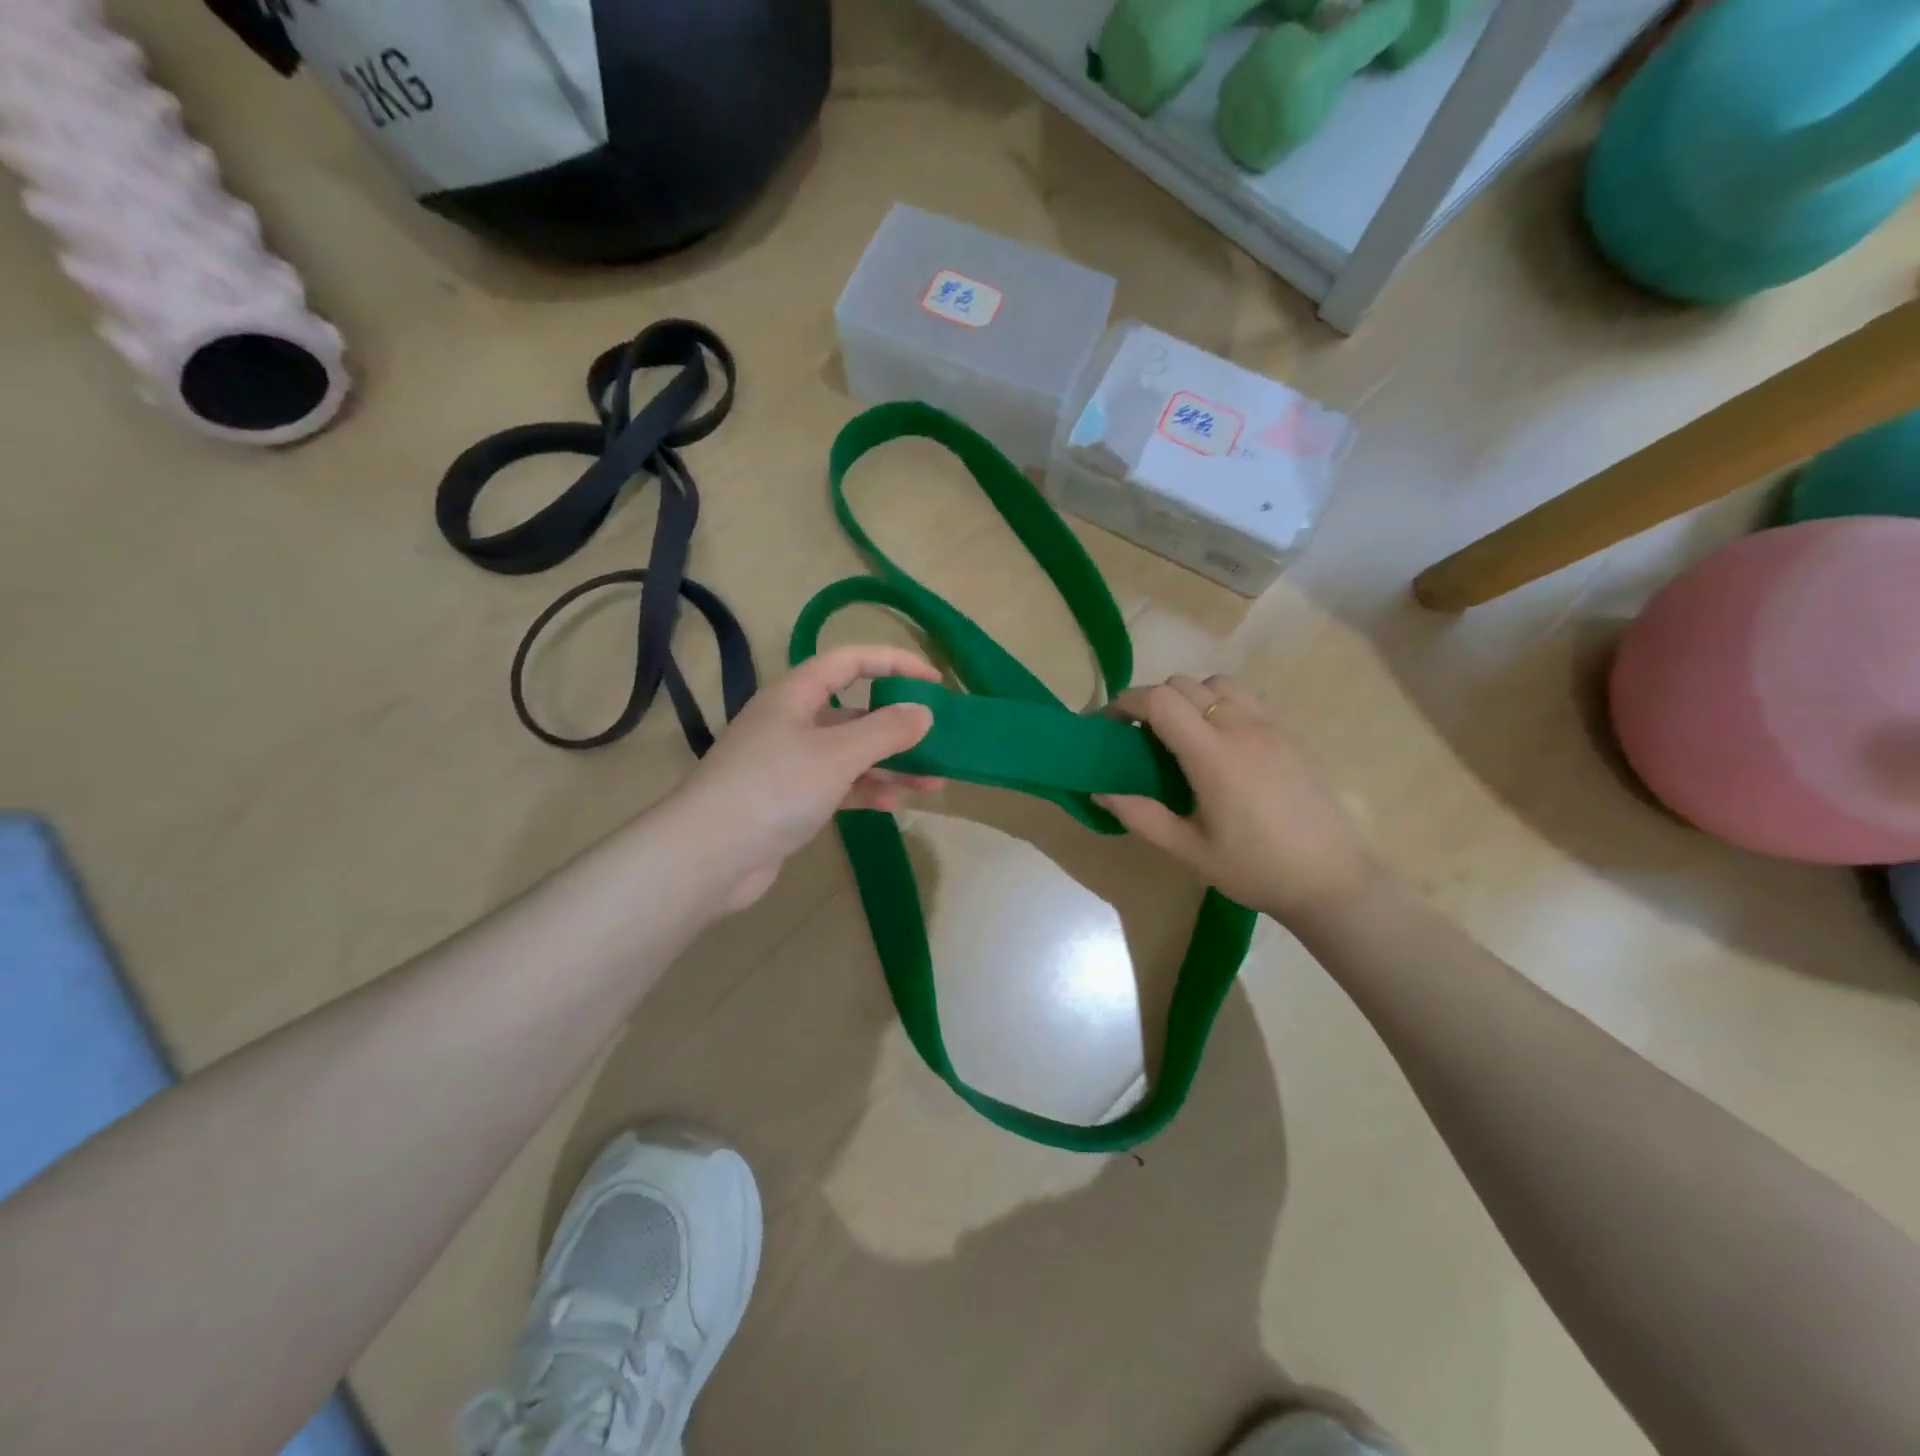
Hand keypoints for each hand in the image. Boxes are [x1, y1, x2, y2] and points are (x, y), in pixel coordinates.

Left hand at [664, 645, 942, 912]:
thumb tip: (924, 713)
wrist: (708, 856)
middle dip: (899, 723)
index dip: (894, 663)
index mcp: (796, 694)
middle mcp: (793, 721)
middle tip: (940, 737)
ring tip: (936, 780)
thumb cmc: (774, 788)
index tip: (935, 682)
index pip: (851, 661)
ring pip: (851, 753)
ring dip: (892, 763)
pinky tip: (899, 803)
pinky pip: (840, 785)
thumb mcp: (837, 754)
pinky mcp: (791, 799)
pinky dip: (869, 790)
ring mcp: (791, 762)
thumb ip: (885, 730)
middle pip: (855, 710)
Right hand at [1096, 674, 1378, 928]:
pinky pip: (1245, 698)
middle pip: (1184, 684)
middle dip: (1152, 700)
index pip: (1160, 700)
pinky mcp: (1289, 735)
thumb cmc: (1255, 869)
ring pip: (1218, 683)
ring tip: (1181, 732)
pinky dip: (1219, 703)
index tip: (1109, 723)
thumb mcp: (1189, 850)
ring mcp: (1270, 727)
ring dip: (1189, 696)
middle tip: (1139, 735)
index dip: (1126, 702)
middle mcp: (1241, 728)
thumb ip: (1141, 816)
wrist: (1331, 880)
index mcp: (1213, 756)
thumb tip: (1100, 791)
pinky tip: (1218, 741)